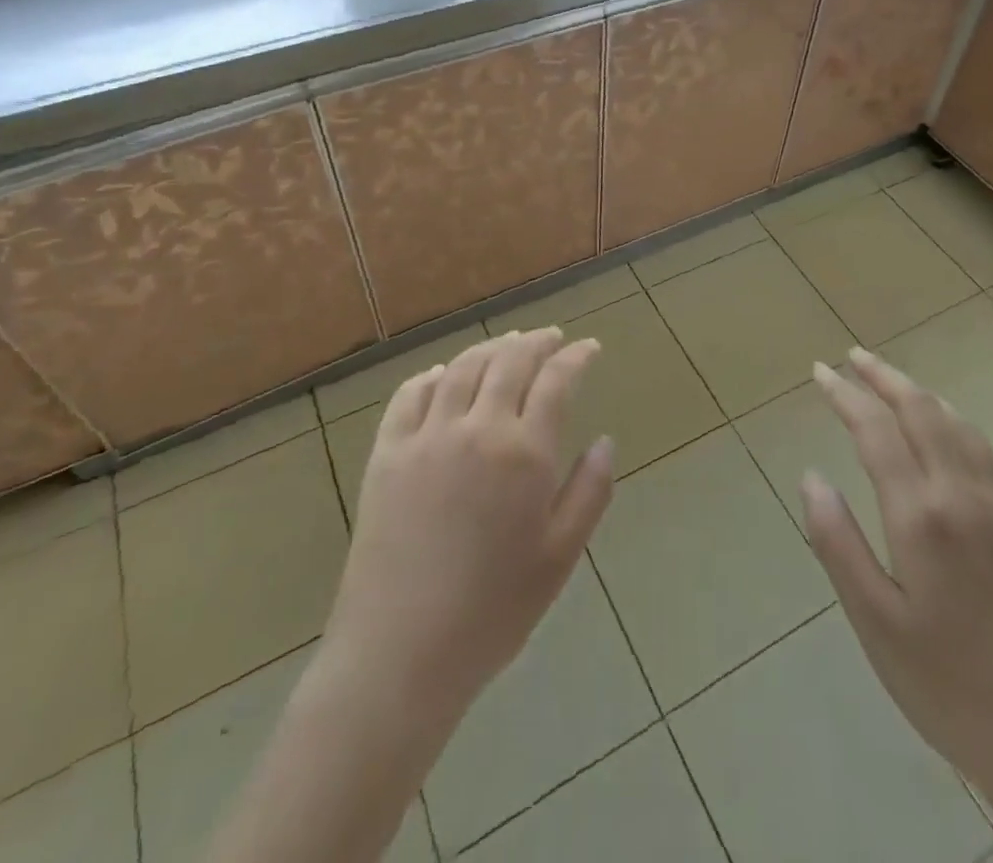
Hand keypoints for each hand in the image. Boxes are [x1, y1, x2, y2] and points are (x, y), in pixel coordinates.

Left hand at [321, 329, 615, 722]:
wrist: (400, 654)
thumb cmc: (492, 612)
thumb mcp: (559, 558)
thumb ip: (589, 492)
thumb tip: (605, 442)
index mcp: (524, 453)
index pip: (556, 380)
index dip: (576, 357)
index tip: (589, 348)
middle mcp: (477, 428)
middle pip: (510, 362)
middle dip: (536, 342)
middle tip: (552, 338)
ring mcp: (426, 436)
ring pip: (462, 369)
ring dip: (490, 348)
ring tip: (508, 343)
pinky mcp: (387, 453)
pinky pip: (410, 396)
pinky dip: (433, 376)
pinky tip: (444, 375)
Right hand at [800, 349, 992, 790]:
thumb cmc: (946, 685)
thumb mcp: (873, 622)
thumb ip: (836, 542)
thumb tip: (811, 476)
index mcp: (921, 515)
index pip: (876, 430)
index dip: (844, 395)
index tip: (820, 372)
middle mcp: (965, 495)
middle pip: (922, 410)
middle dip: (884, 377)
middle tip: (852, 356)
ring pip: (960, 425)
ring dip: (922, 395)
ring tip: (893, 384)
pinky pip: (992, 455)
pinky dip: (961, 427)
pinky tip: (952, 435)